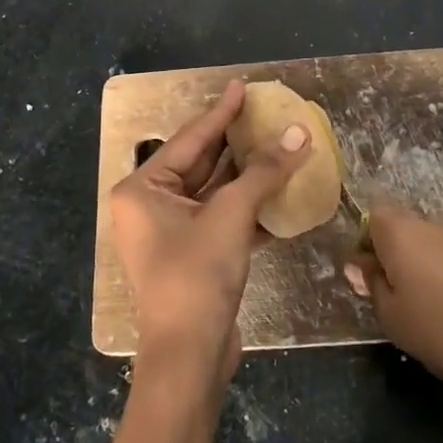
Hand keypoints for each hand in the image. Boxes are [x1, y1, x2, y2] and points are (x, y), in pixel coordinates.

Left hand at [110, 80, 312, 394]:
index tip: (242, 86)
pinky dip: (248, 207)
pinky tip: (279, 191)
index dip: (221, 112)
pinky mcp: (193, 255)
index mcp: (143, 189)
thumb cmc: (197, 274)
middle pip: (201, 163)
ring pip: (214, 192)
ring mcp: (171, 232)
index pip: (191, 140)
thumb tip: (299, 133)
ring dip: (248, 175)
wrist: (190, 356)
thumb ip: (265, 171)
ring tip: (278, 144)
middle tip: (264, 113)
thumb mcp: (231, 215)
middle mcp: (150, 205)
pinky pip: (221, 219)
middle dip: (236, 142)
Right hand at [346, 202, 442, 408]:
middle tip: (398, 315)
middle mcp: (430, 227)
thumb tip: (361, 264)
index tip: (368, 285)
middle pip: (403, 241)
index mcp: (399, 231)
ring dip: (427, 293)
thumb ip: (371, 287)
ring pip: (431, 265)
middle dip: (397, 273)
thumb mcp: (392, 317)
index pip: (371, 219)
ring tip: (435, 341)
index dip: (365, 249)